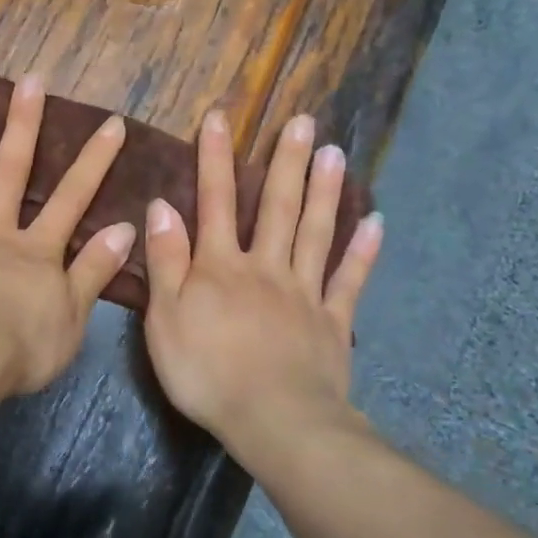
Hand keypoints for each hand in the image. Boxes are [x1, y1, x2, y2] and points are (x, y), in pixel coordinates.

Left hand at [0, 76, 136, 395]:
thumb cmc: (18, 350)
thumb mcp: (72, 318)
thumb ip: (95, 271)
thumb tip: (125, 228)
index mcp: (36, 251)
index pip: (72, 198)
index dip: (93, 161)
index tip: (110, 123)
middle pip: (12, 172)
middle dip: (25, 125)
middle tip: (30, 81)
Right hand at [143, 109, 382, 456]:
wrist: (274, 420)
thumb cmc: (207, 372)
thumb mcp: (165, 318)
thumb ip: (165, 261)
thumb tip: (162, 206)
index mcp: (220, 267)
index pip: (215, 201)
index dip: (215, 158)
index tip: (220, 117)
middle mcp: (265, 267)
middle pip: (276, 207)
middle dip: (285, 162)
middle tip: (303, 120)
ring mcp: (304, 293)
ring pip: (315, 233)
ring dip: (324, 191)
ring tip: (335, 152)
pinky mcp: (332, 322)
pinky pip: (349, 281)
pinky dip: (362, 252)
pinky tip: (376, 224)